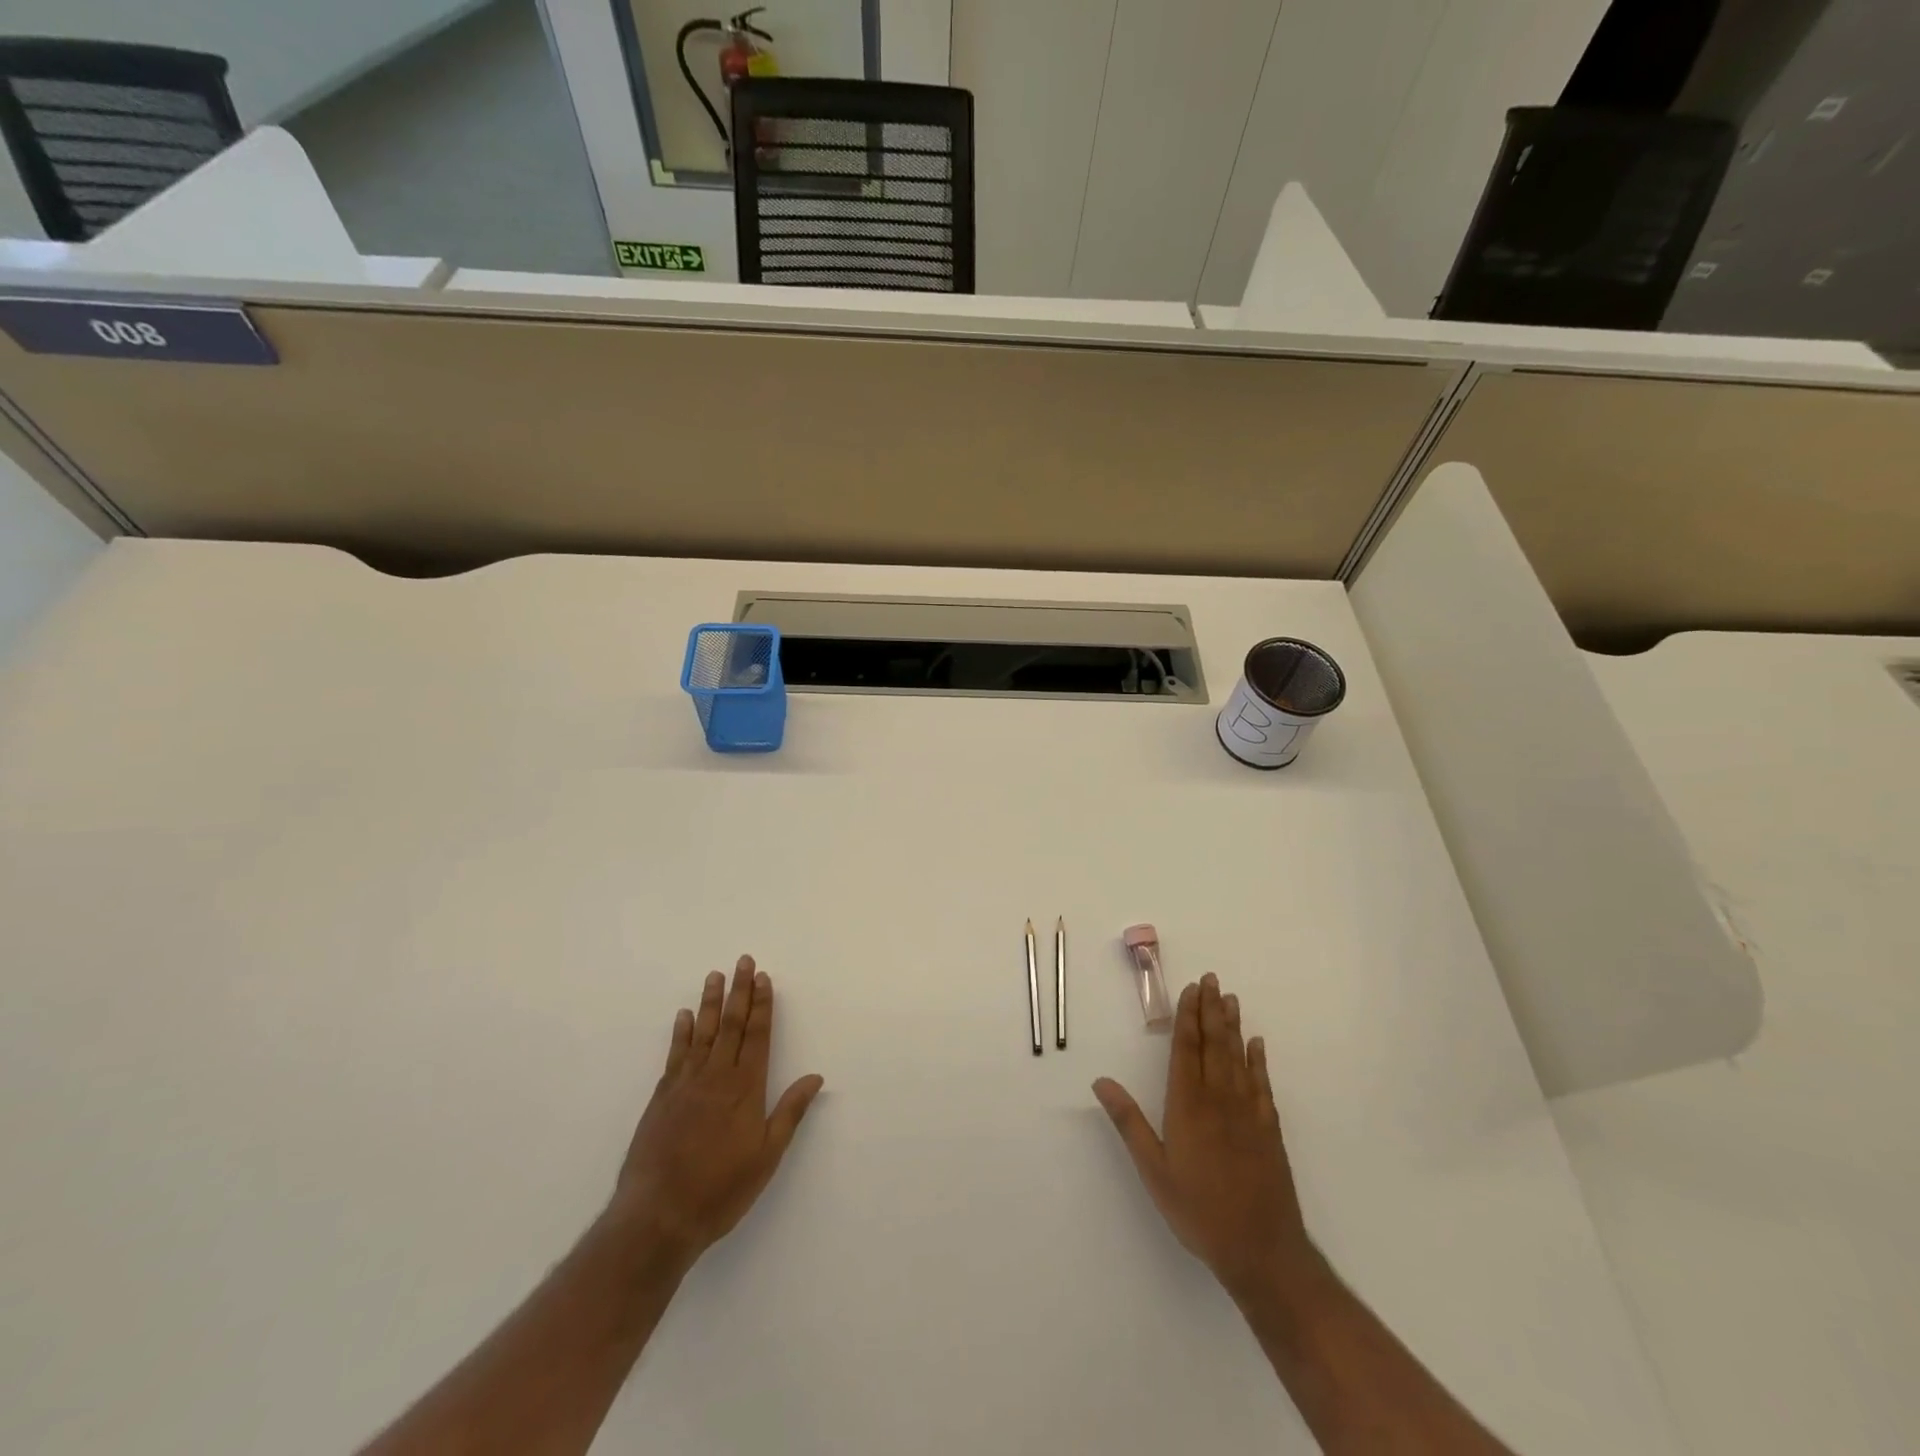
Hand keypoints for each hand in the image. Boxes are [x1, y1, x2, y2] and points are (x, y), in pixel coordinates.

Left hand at [610, 956, 823, 1268]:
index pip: (758, 1035)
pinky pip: (675, 1054)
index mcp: (745, 1088)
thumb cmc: (721, 1189)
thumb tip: (815, 1077)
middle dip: (739, 991)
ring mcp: (686, 1084)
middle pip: (731, 1024)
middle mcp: (716, 1076)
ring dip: (710, 1002)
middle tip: (743, 961)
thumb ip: (790, 1113)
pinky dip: (681, 1032)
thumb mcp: (767, 1156)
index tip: (763, 977)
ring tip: (714, 975)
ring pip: (702, 1033)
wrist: (658, 1215)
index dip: (762, 1005)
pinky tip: (683, 1016)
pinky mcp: (662, 1097)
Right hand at [1093, 973, 1315, 1298]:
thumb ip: (1129, 1122)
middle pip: (1214, 1044)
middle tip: (1212, 979)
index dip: (1187, 1017)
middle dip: (1211, 1010)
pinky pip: (1263, 1084)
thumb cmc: (1199, 1210)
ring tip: (1230, 998)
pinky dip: (1259, 1061)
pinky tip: (1257, 1044)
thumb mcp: (1154, 1170)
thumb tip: (1100, 1081)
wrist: (1262, 1250)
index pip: (1186, 1049)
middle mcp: (1219, 1099)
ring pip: (1238, 1058)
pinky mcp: (1269, 1129)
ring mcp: (1248, 1113)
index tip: (1190, 989)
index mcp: (1188, 1105)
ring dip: (1233, 1026)